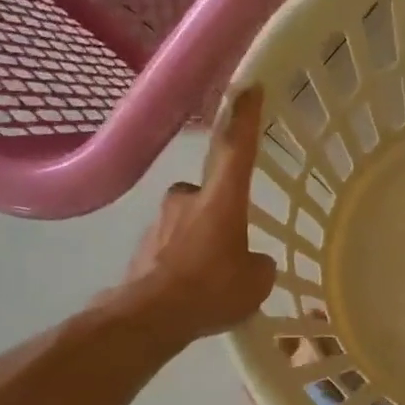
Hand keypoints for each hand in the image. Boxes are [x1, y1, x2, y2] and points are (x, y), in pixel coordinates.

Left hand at [119, 86, 276, 340]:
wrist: (149, 317)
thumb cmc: (211, 290)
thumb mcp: (256, 283)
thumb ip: (259, 264)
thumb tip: (252, 262)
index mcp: (222, 200)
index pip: (236, 148)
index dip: (244, 118)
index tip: (249, 88)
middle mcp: (188, 199)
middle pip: (211, 191)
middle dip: (222, 209)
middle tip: (233, 241)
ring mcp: (161, 221)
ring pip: (190, 220)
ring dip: (202, 238)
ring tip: (213, 276)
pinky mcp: (144, 245)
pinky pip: (173, 245)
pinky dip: (184, 259)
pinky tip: (192, 288)